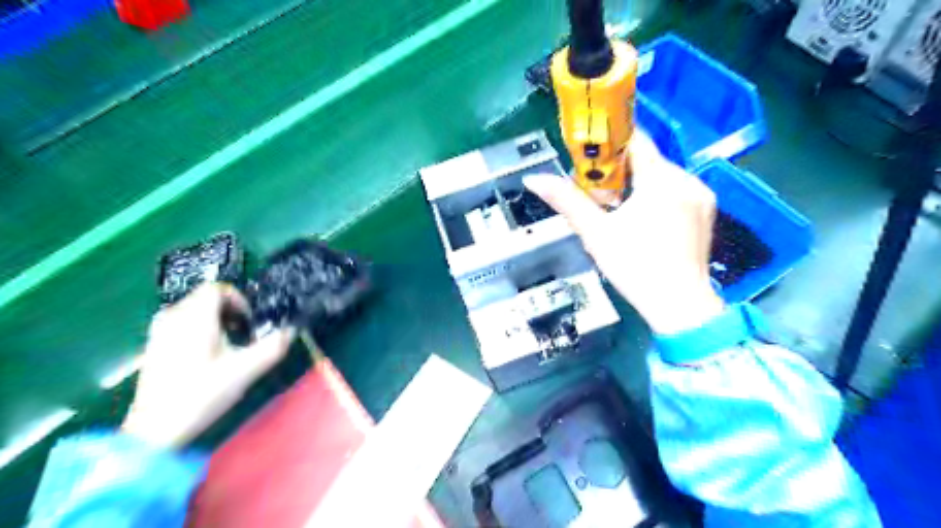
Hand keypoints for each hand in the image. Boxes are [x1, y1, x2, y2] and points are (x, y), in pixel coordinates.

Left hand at [121, 283, 292, 446]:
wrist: (155, 430)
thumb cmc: (202, 395)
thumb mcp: (245, 371)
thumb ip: (272, 347)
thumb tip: (291, 331)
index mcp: (195, 318)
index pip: (217, 289)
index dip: (239, 300)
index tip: (249, 322)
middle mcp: (173, 317)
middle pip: (206, 298)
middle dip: (230, 311)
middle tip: (243, 335)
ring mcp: (160, 332)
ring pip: (194, 310)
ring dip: (215, 320)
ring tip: (227, 345)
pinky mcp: (154, 346)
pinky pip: (182, 323)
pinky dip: (200, 330)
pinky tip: (207, 356)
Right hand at [526, 133, 721, 333]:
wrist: (679, 306)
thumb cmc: (635, 268)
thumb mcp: (596, 233)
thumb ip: (566, 201)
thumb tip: (533, 179)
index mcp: (661, 180)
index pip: (635, 140)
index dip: (608, 144)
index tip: (588, 160)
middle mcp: (686, 179)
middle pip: (646, 160)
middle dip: (618, 173)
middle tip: (598, 197)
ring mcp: (700, 195)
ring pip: (660, 175)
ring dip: (636, 185)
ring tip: (619, 213)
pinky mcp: (706, 211)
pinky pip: (675, 191)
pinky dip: (655, 197)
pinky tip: (644, 222)